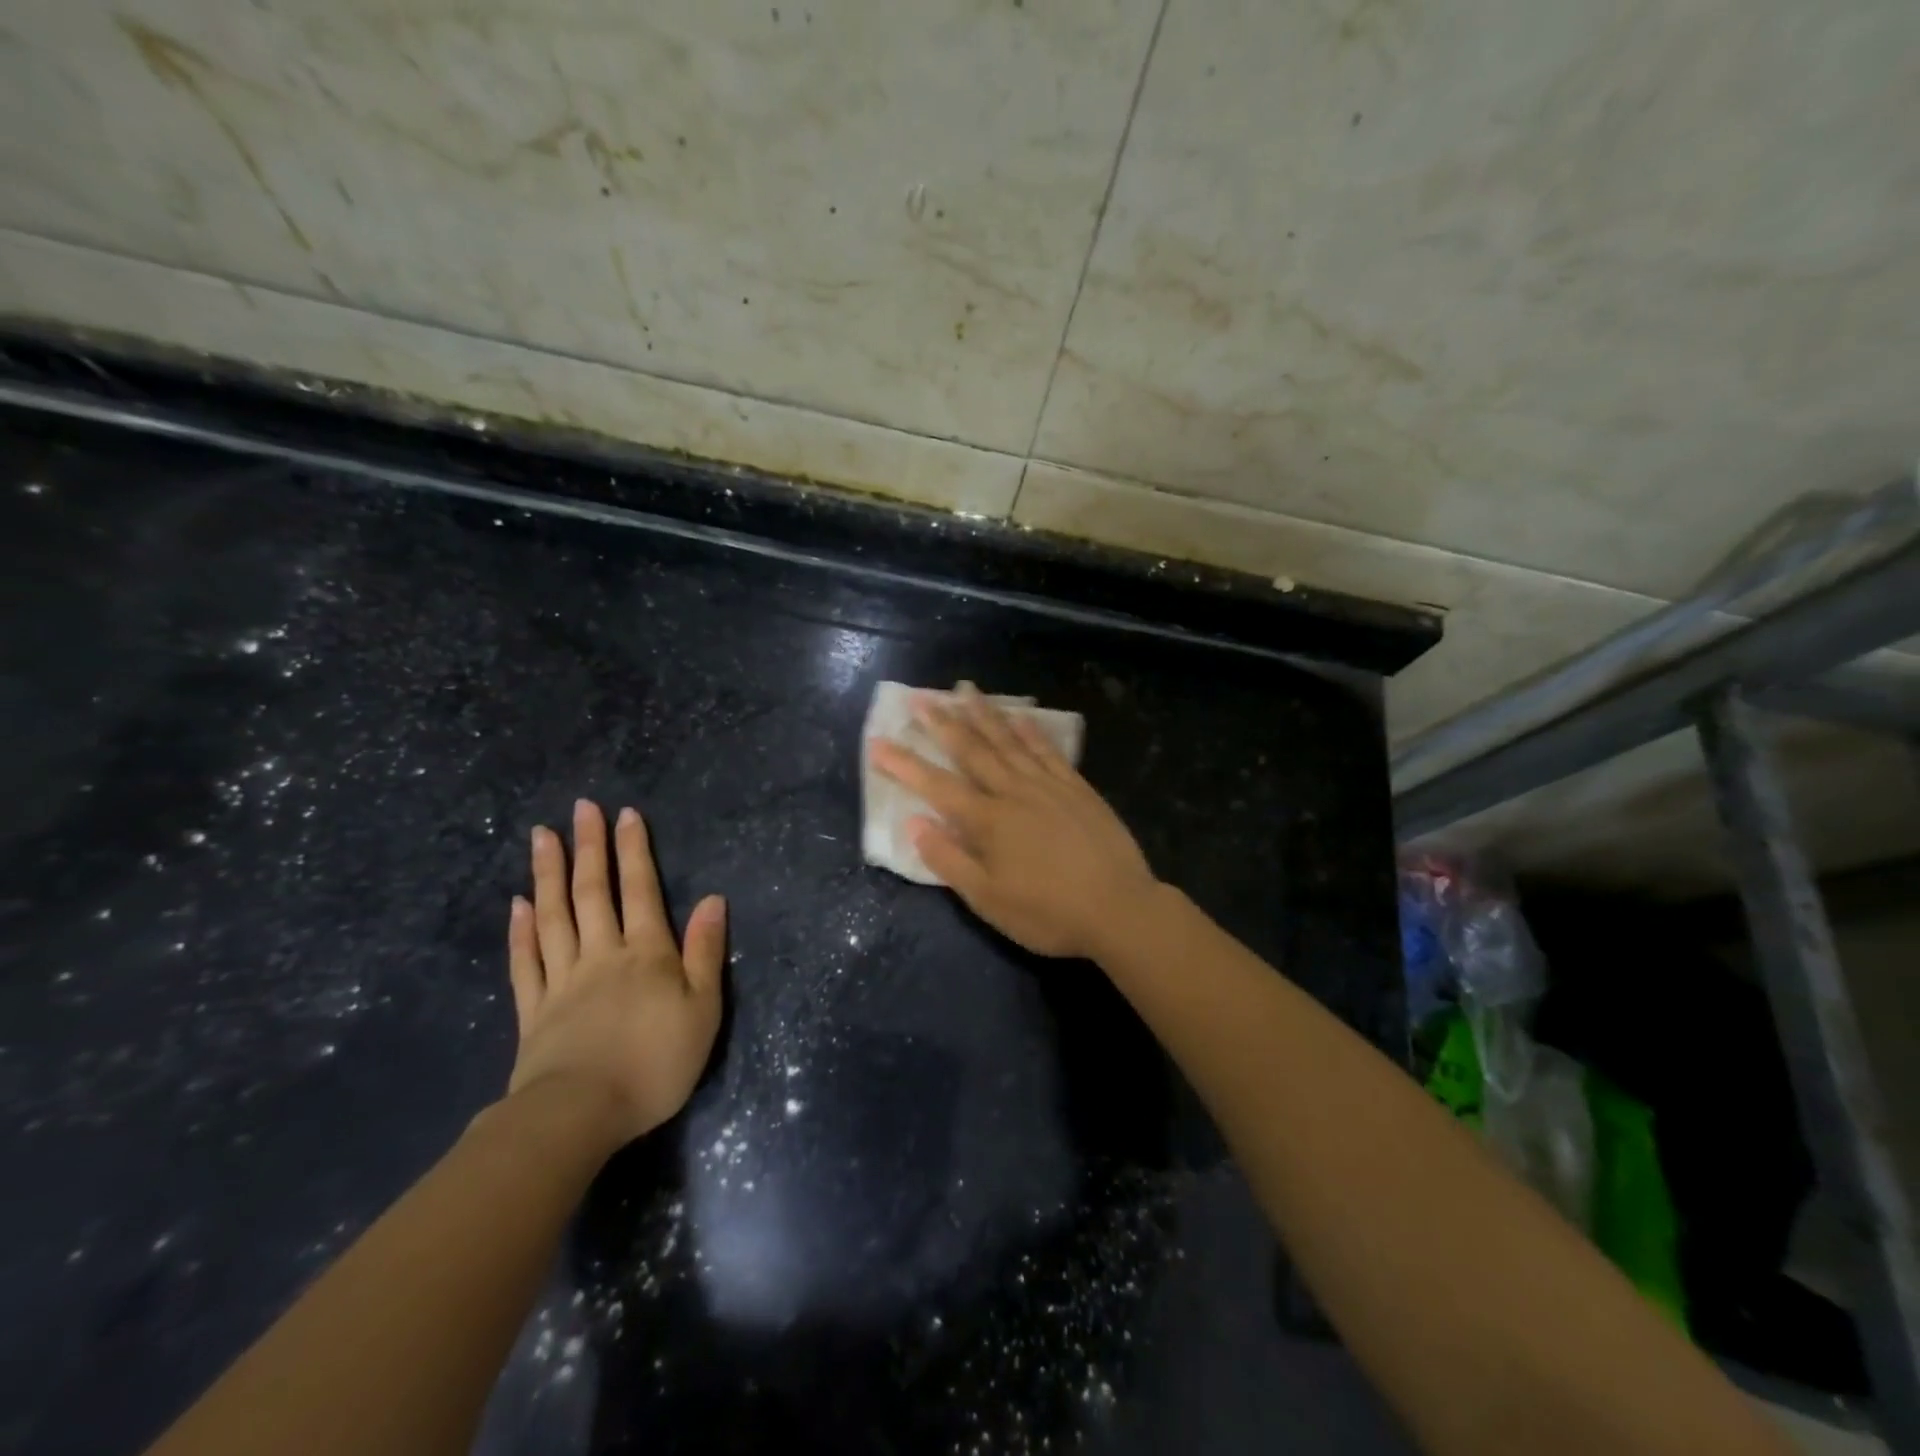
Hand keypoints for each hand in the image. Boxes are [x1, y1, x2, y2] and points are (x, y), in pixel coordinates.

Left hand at [505, 799, 724, 1145]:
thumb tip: (712, 899)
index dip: (634, 850)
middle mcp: (602, 954)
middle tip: (580, 808)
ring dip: (548, 873)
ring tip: (542, 836)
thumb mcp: (703, 1009)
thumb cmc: (656, 1062)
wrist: (581, 1114)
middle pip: (592, 891)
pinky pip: (526, 960)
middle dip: (589, 847)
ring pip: (554, 916)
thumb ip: (704, 951)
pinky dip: (522, 930)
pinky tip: (519, 905)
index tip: (625, 814)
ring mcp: (562, 979)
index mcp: (646, 952)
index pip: (640, 889)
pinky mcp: (534, 1009)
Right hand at [869, 686, 1158, 958]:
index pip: (936, 786)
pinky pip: (1048, 750)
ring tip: (965, 690)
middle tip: (921, 697)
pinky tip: (1020, 715)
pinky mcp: (1077, 788)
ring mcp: (1048, 785)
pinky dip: (1030, 730)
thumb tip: (915, 823)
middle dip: (942, 723)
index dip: (904, 765)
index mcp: (987, 821)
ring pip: (1008, 741)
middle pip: (972, 750)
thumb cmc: (1048, 913)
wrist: (1120, 909)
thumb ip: (949, 860)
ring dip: (984, 715)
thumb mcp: (989, 900)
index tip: (878, 742)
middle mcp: (1013, 792)